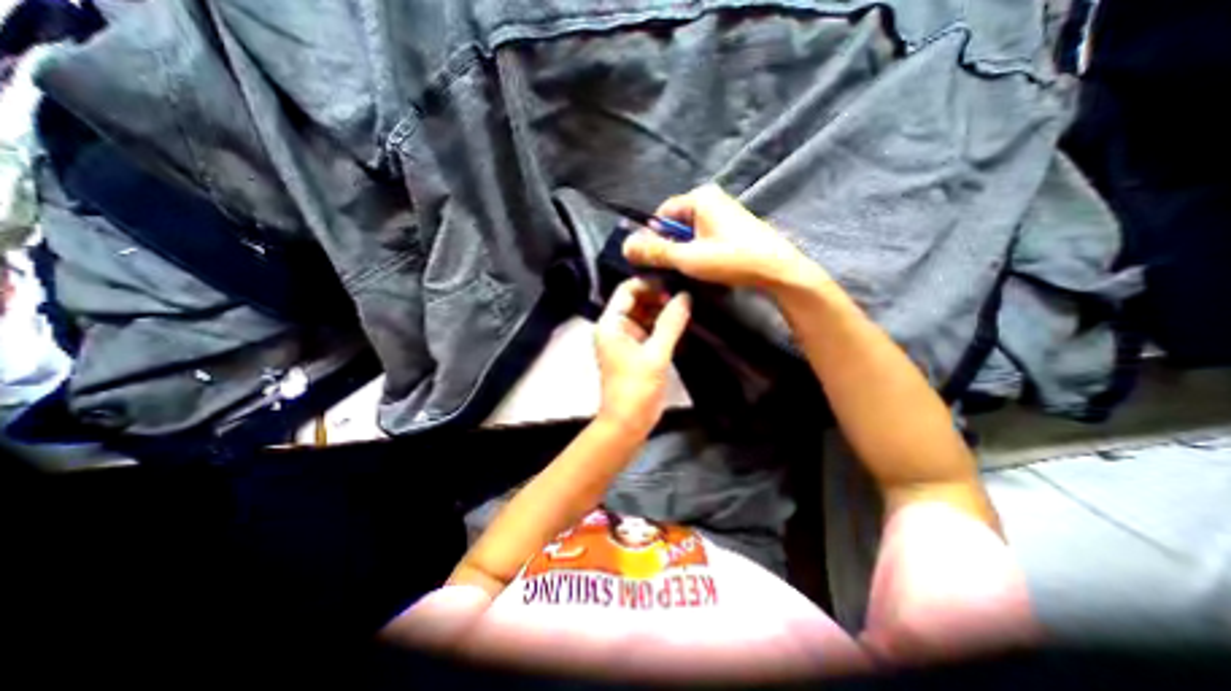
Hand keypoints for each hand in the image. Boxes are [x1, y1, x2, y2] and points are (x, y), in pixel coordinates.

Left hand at [598, 279, 691, 435]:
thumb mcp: (656, 354)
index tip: (674, 286)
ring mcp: (626, 340)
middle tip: (684, 299)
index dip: (649, 284)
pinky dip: (663, 327)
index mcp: (611, 324)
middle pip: (637, 301)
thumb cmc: (636, 388)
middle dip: (659, 297)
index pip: (627, 290)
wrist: (627, 423)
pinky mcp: (636, 351)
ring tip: (687, 310)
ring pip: (645, 315)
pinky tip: (681, 325)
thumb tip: (686, 295)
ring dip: (662, 312)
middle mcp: (615, 328)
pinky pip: (650, 331)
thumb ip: (671, 323)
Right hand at [628, 184, 813, 292]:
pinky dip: (698, 251)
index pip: (662, 214)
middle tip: (668, 269)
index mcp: (699, 198)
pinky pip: (704, 237)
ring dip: (683, 251)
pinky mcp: (732, 228)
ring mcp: (724, 213)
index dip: (653, 237)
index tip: (651, 260)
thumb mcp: (688, 257)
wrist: (778, 271)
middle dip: (669, 246)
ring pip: (690, 233)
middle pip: (676, 223)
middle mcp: (711, 199)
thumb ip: (656, 251)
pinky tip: (703, 268)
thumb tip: (625, 247)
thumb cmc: (732, 259)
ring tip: (686, 270)